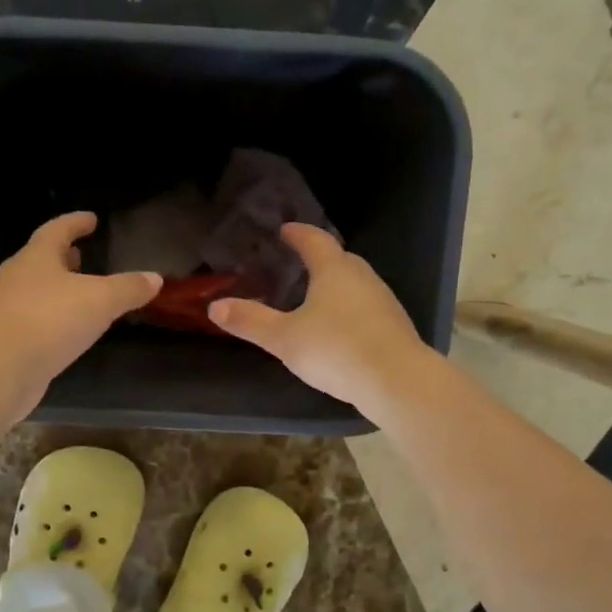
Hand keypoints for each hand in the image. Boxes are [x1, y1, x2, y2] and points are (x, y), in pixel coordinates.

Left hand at [0, 211, 160, 420]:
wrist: (0, 369)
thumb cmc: (50, 321)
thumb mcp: (100, 301)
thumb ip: (129, 288)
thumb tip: (155, 278)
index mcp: (36, 257)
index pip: (57, 230)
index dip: (76, 222)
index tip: (91, 218)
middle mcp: (16, 277)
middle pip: (41, 259)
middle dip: (64, 257)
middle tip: (83, 255)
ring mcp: (6, 308)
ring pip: (35, 290)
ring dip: (56, 288)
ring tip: (79, 294)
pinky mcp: (5, 338)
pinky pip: (32, 318)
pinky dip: (50, 317)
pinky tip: (65, 330)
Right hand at [208, 223, 433, 412]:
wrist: (396, 381)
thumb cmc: (336, 350)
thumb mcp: (284, 338)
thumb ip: (251, 321)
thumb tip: (215, 306)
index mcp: (334, 271)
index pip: (315, 241)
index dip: (298, 234)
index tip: (285, 230)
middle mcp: (362, 278)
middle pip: (340, 259)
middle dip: (320, 258)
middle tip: (299, 263)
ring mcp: (384, 301)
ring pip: (356, 283)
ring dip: (337, 284)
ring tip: (317, 296)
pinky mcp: (395, 326)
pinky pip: (367, 307)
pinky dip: (351, 309)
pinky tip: (341, 328)